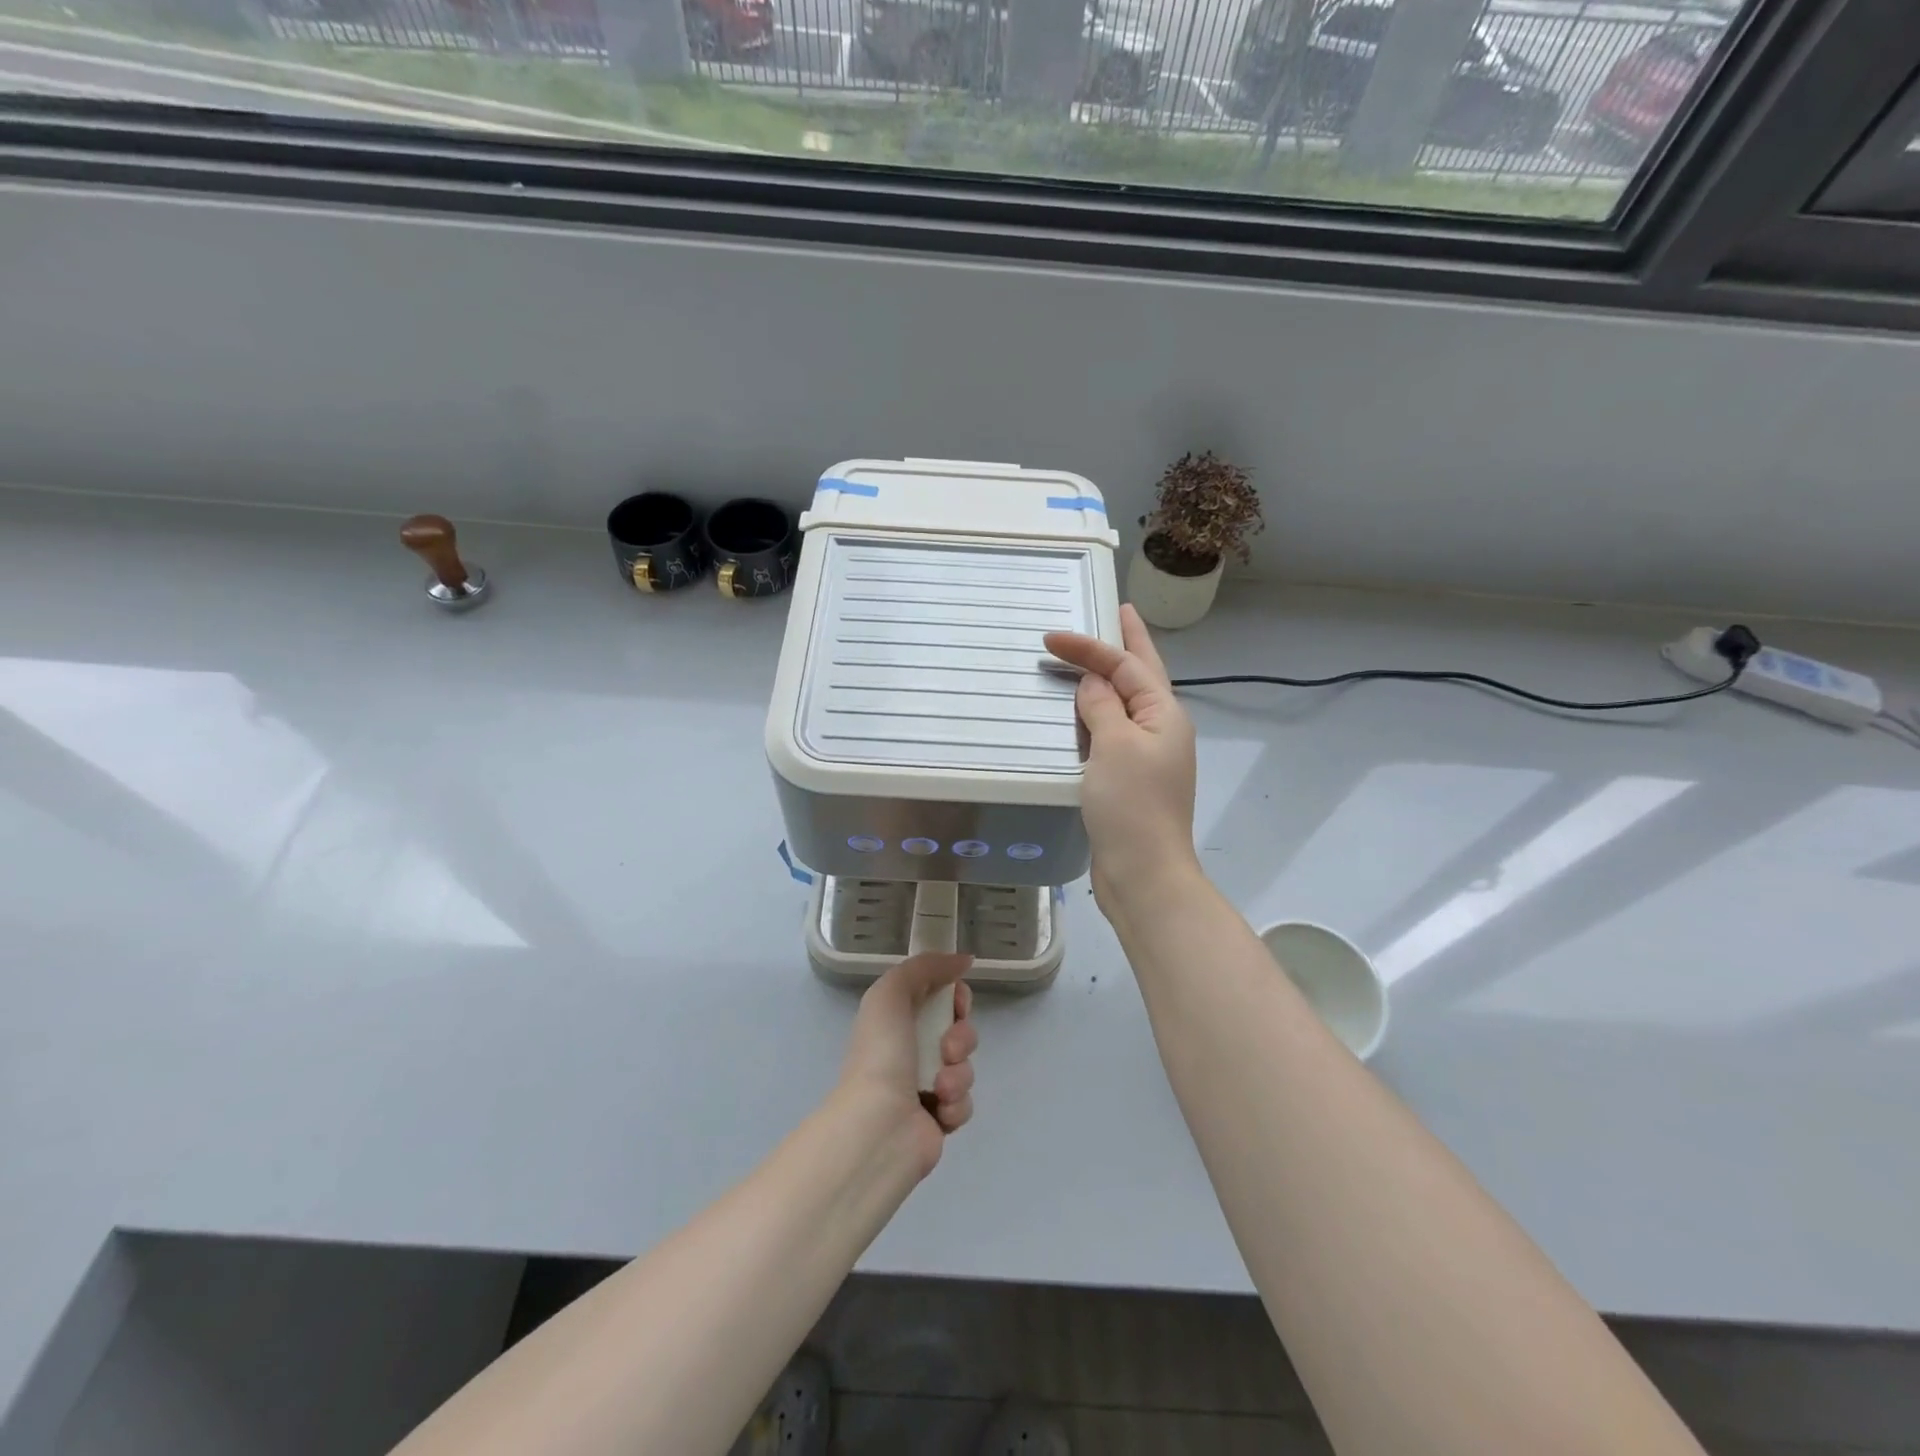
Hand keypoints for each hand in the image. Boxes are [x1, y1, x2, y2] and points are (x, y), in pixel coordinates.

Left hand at [838, 952, 976, 1177]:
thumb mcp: (892, 992)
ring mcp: (926, 1086)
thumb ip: (925, 967)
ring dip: (958, 1074)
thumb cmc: (882, 1053)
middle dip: (961, 1037)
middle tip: (947, 1049)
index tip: (958, 1003)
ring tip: (939, 1087)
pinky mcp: (939, 1119)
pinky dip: (956, 1104)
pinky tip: (938, 1110)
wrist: (879, 1125)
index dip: (956, 997)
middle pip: (960, 1031)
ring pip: (966, 1067)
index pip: (941, 998)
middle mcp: (911, 1050)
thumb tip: (963, 959)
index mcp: (897, 1020)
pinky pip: (966, 1102)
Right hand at [1043, 604, 1199, 910]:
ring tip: (1100, 654)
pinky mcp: (1130, 779)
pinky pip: (1113, 733)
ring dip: (1112, 678)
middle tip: (1120, 611)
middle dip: (1130, 643)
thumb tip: (1094, 683)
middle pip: (1142, 675)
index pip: (1126, 666)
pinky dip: (1099, 714)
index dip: (1089, 647)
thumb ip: (1102, 707)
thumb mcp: (1114, 746)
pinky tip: (1086, 713)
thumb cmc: (1131, 805)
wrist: (1143, 872)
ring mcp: (1148, 756)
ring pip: (1127, 704)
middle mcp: (1161, 729)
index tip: (1050, 638)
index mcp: (1164, 714)